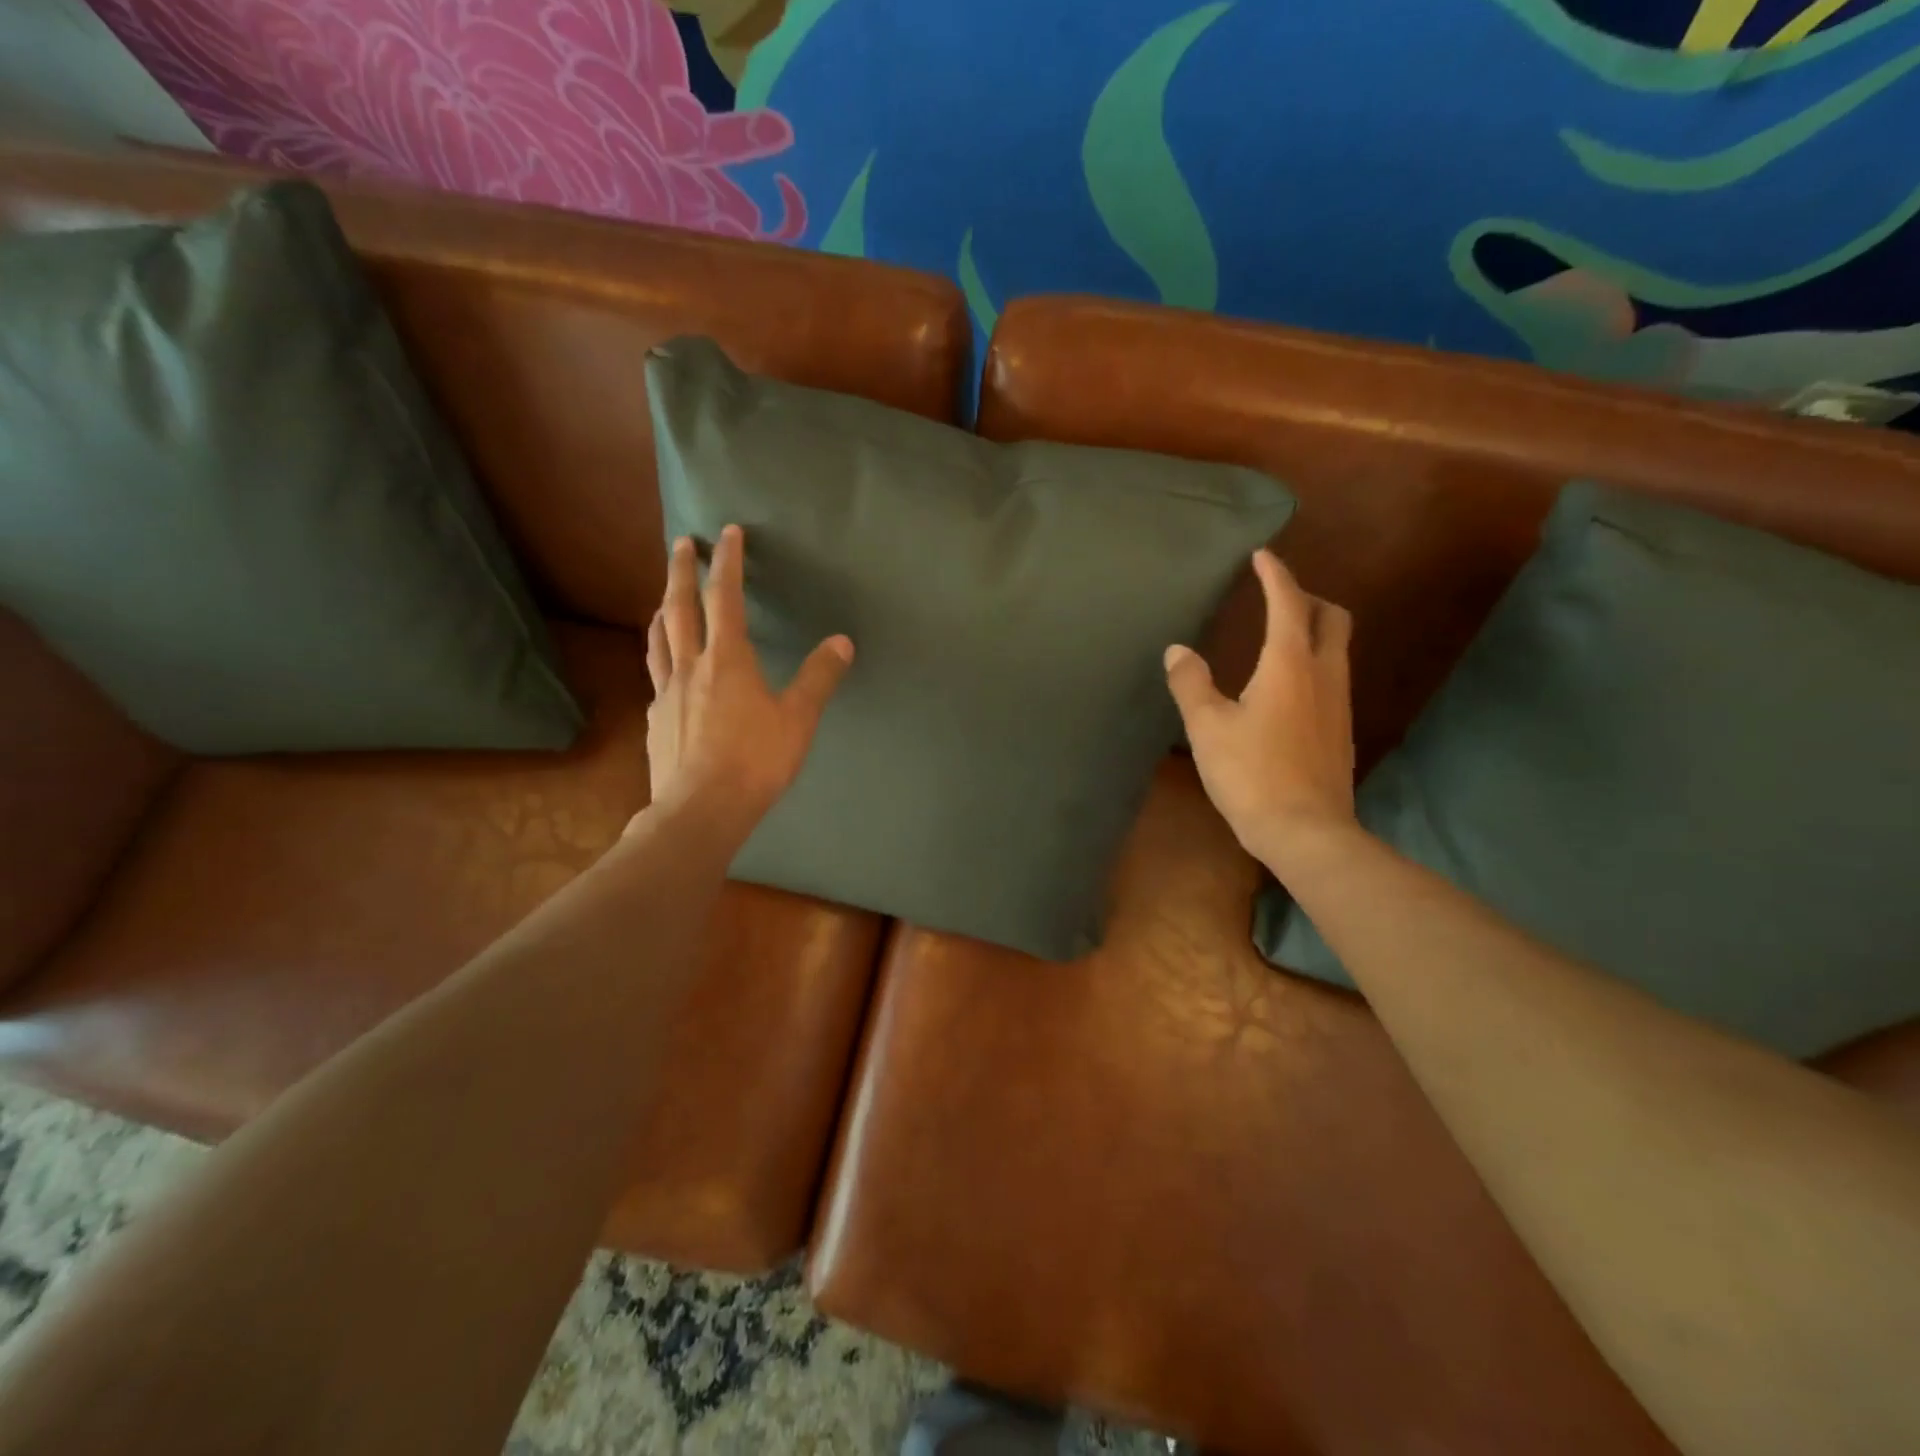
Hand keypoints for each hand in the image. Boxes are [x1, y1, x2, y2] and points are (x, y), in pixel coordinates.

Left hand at [641, 525, 852, 830]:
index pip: (726, 599)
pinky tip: (665, 669)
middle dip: (681, 571)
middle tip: (681, 543)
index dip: (728, 563)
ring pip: (659, 638)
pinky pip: (655, 675)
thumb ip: (819, 678)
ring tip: (664, 596)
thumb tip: (842, 642)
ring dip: (662, 608)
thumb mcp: (798, 719)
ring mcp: (667, 693)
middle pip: (680, 607)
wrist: (700, 810)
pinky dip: (660, 656)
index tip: (727, 532)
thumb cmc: (755, 761)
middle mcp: (690, 666)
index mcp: (728, 660)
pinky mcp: (656, 720)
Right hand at [1164, 549, 1357, 875]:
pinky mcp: (1342, 732)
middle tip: (1277, 598)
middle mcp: (1324, 675)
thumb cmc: (1251, 773)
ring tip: (1280, 638)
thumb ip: (1191, 683)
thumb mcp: (1207, 727)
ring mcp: (1340, 704)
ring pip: (1338, 649)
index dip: (1275, 575)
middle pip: (1333, 618)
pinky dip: (1315, 664)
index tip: (1262, 556)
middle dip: (1307, 598)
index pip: (1288, 603)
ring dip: (1315, 631)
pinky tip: (1288, 689)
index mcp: (1290, 664)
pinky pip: (1334, 679)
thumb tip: (1178, 650)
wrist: (1306, 831)